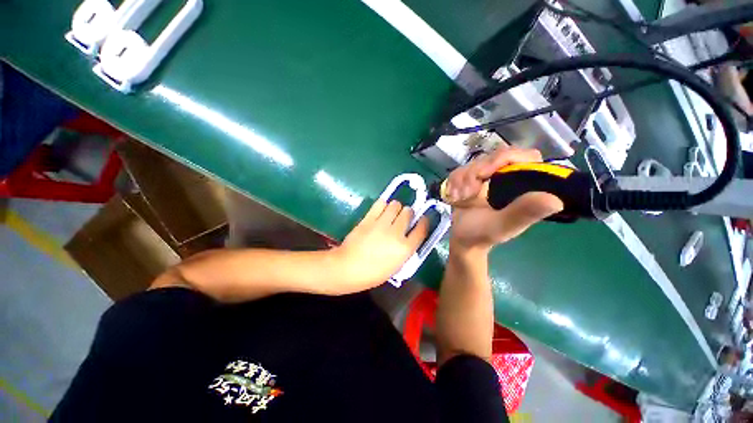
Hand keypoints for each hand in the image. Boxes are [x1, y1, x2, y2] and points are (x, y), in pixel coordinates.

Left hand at [332, 200, 428, 290]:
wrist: (348, 268)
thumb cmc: (372, 273)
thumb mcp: (396, 267)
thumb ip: (405, 249)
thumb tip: (408, 235)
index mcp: (405, 249)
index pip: (422, 229)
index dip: (424, 221)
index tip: (423, 218)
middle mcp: (396, 233)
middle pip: (409, 213)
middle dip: (408, 213)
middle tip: (403, 216)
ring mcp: (382, 224)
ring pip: (395, 205)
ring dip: (396, 207)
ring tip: (391, 212)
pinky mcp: (368, 219)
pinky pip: (380, 204)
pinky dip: (383, 204)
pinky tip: (381, 209)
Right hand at [445, 147, 563, 252]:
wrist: (463, 238)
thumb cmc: (483, 234)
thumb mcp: (503, 226)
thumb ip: (523, 213)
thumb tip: (555, 200)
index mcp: (524, 186)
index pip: (525, 156)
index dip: (503, 158)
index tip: (482, 174)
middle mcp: (509, 177)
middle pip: (493, 157)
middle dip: (473, 174)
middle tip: (465, 193)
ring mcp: (489, 177)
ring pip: (473, 163)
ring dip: (461, 180)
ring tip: (459, 198)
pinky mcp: (472, 179)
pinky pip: (460, 170)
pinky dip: (453, 182)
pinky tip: (454, 196)